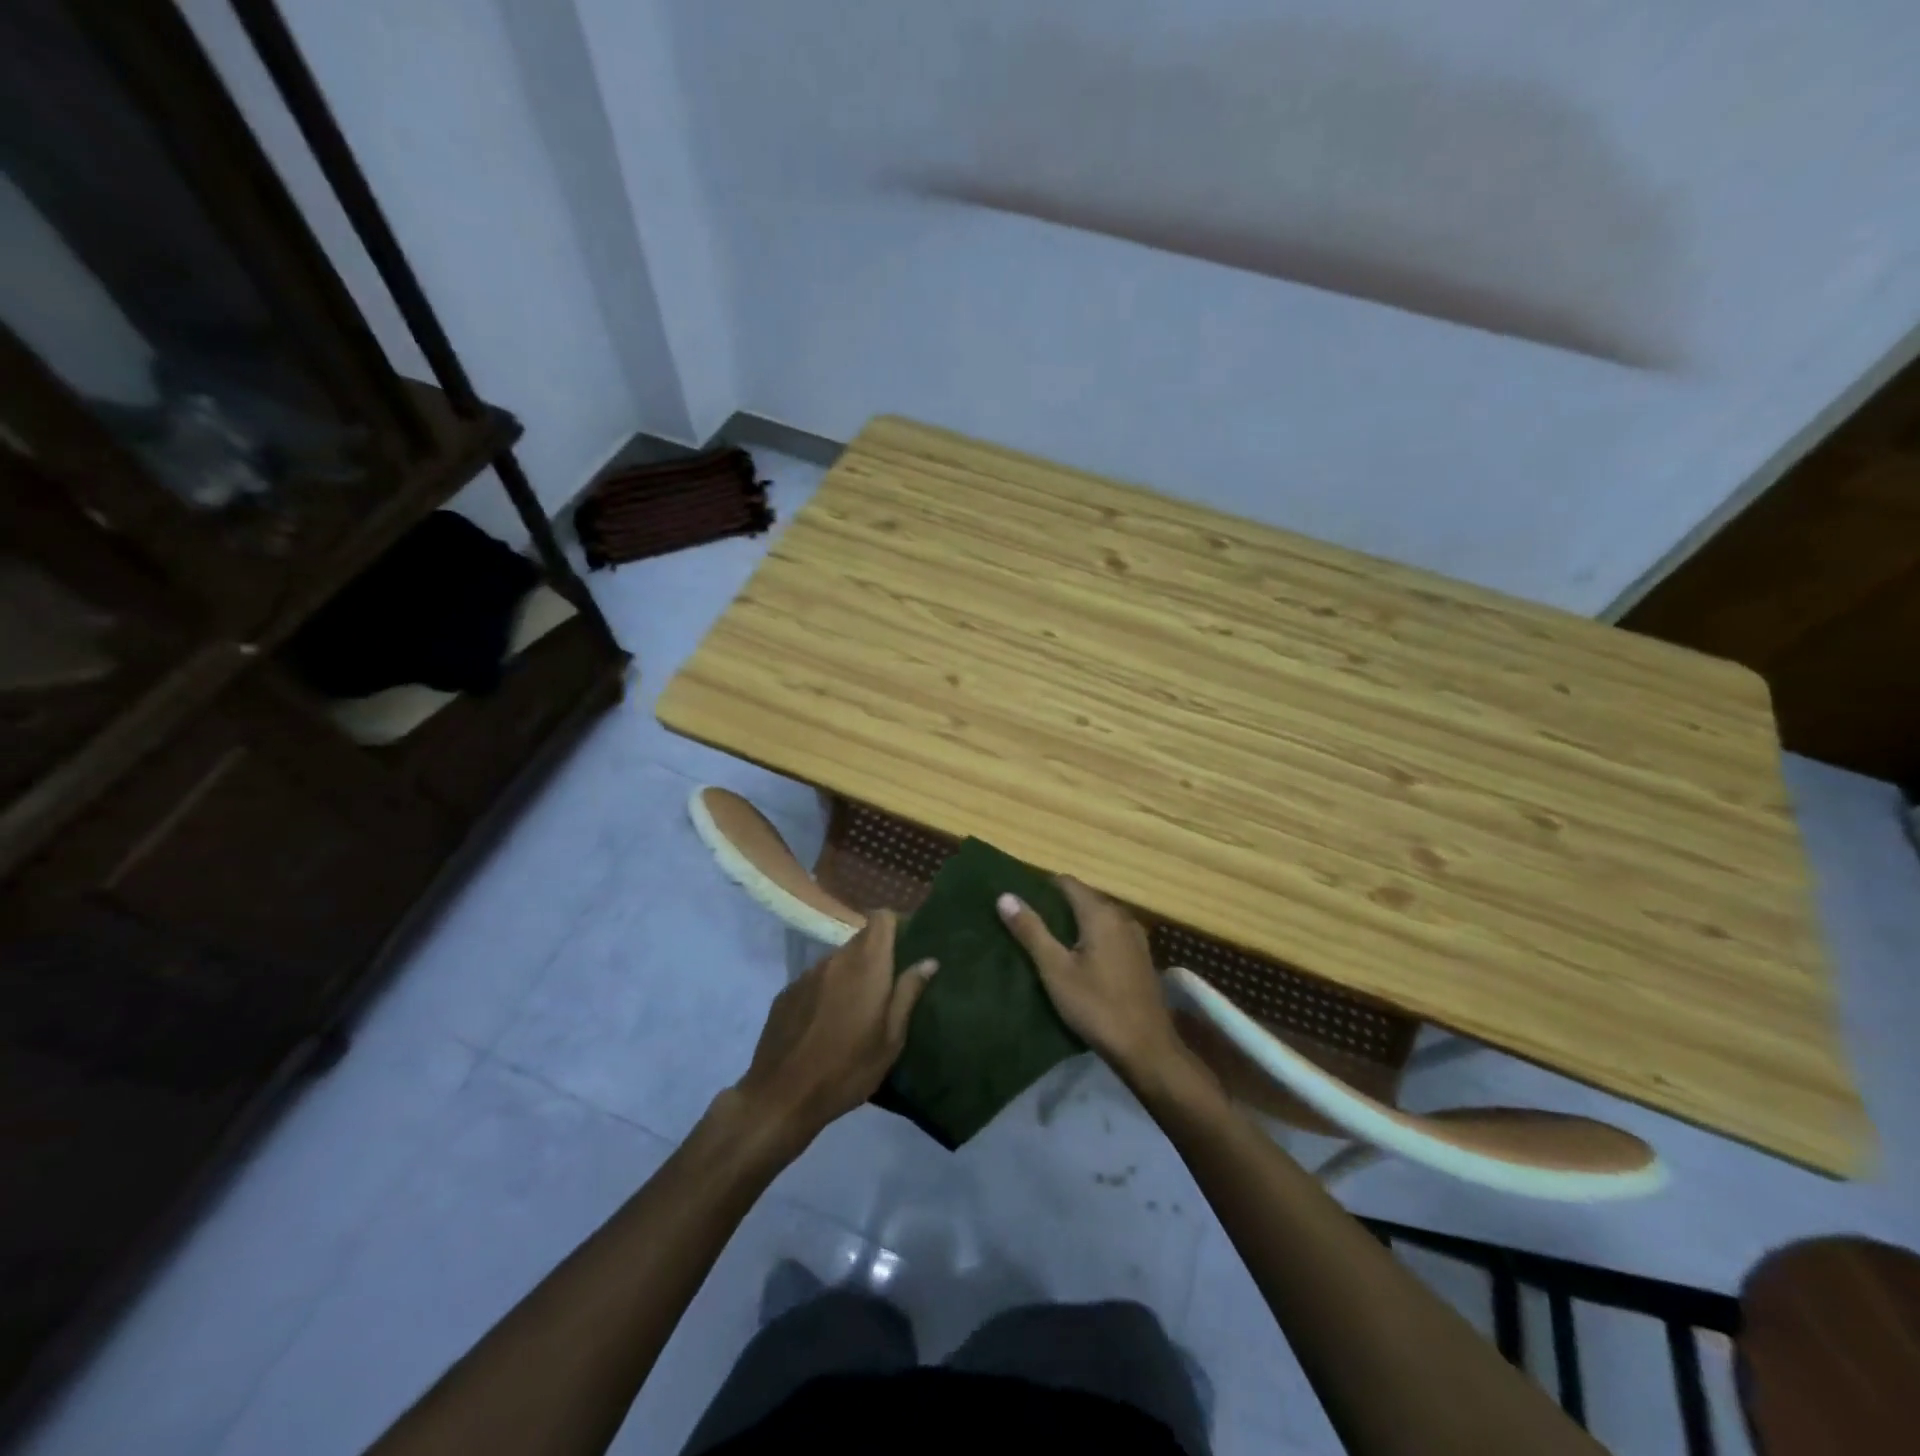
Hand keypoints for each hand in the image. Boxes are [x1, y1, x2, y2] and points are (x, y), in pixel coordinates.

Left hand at [730, 911, 936, 1149]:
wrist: (780, 1097)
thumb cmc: (847, 1070)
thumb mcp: (890, 1039)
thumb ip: (908, 993)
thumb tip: (928, 961)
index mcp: (866, 966)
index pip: (881, 918)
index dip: (895, 925)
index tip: (906, 947)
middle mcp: (836, 959)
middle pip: (861, 939)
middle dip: (876, 955)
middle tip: (887, 988)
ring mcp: (807, 974)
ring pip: (838, 960)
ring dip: (851, 974)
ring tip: (855, 1010)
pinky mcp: (787, 991)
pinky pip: (816, 979)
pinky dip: (827, 990)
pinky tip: (826, 1024)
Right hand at [997, 878, 1183, 1084]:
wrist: (1147, 1049)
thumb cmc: (1097, 1007)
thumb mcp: (1056, 970)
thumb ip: (1031, 931)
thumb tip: (1005, 896)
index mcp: (1101, 914)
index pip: (1067, 882)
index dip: (1041, 887)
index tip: (1020, 901)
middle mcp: (1122, 917)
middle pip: (1083, 898)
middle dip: (1056, 906)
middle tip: (1027, 923)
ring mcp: (1135, 938)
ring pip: (1097, 918)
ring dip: (1074, 924)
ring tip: (1047, 941)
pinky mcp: (1141, 958)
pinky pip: (1110, 935)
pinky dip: (1091, 938)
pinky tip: (1077, 960)